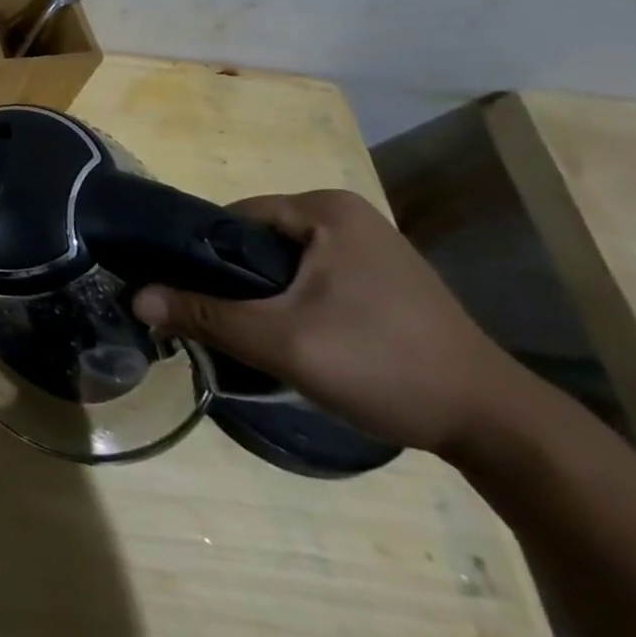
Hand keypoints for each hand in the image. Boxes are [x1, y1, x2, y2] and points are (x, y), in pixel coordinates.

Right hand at [131, 189, 520, 453]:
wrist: (499, 427)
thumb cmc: (385, 365)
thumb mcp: (283, 342)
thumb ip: (205, 315)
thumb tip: (136, 297)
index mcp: (325, 209)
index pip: (232, 218)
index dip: (200, 255)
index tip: (184, 295)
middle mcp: (346, 215)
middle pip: (256, 241)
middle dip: (232, 280)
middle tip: (215, 320)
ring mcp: (369, 247)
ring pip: (283, 263)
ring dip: (261, 295)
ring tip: (250, 334)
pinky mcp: (383, 280)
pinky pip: (313, 278)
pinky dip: (293, 302)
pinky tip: (294, 338)